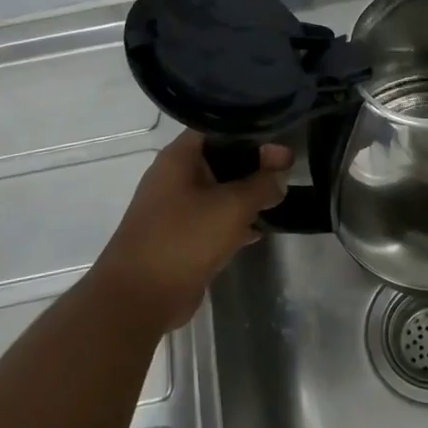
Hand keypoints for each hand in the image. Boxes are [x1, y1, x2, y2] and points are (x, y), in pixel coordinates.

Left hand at [96, 131, 290, 329]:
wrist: (140, 297)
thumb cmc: (185, 238)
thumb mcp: (233, 205)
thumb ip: (262, 184)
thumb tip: (280, 174)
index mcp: (179, 158)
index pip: (219, 129)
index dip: (252, 133)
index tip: (282, 142)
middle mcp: (175, 177)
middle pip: (221, 160)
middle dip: (254, 165)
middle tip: (287, 170)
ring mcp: (176, 209)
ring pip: (219, 192)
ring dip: (247, 195)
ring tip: (280, 198)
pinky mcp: (182, 238)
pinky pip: (214, 220)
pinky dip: (236, 222)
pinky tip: (261, 229)